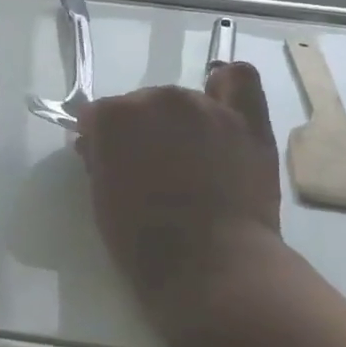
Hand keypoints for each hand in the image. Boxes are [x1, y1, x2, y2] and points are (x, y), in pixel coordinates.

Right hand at [75, 64, 281, 333]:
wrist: (211, 266)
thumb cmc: (144, 242)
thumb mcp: (103, 200)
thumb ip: (99, 160)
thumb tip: (97, 144)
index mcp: (115, 116)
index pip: (99, 115)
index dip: (101, 138)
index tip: (106, 160)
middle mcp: (159, 99)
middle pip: (143, 103)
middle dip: (142, 129)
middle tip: (151, 166)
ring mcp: (206, 106)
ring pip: (185, 98)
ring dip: (181, 120)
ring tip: (191, 156)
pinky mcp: (247, 120)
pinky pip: (239, 79)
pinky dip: (227, 88)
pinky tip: (223, 106)